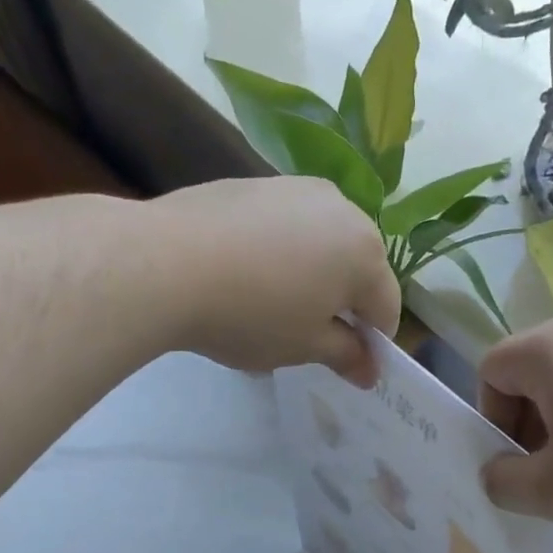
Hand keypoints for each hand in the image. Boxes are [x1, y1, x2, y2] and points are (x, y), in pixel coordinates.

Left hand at [148, 177, 400, 385]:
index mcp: (365, 253)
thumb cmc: (251, 314)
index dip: (373, 343)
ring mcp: (297, 189)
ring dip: (314, 274)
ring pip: (323, 242)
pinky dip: (281, 251)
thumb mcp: (304, 346)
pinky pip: (286, 225)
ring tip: (277, 304)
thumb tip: (370, 369)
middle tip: (313, 336)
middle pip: (359, 267)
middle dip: (345, 303)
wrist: (165, 263)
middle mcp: (342, 209)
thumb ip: (345, 355)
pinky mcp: (256, 182)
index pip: (387, 307)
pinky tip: (248, 274)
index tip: (351, 367)